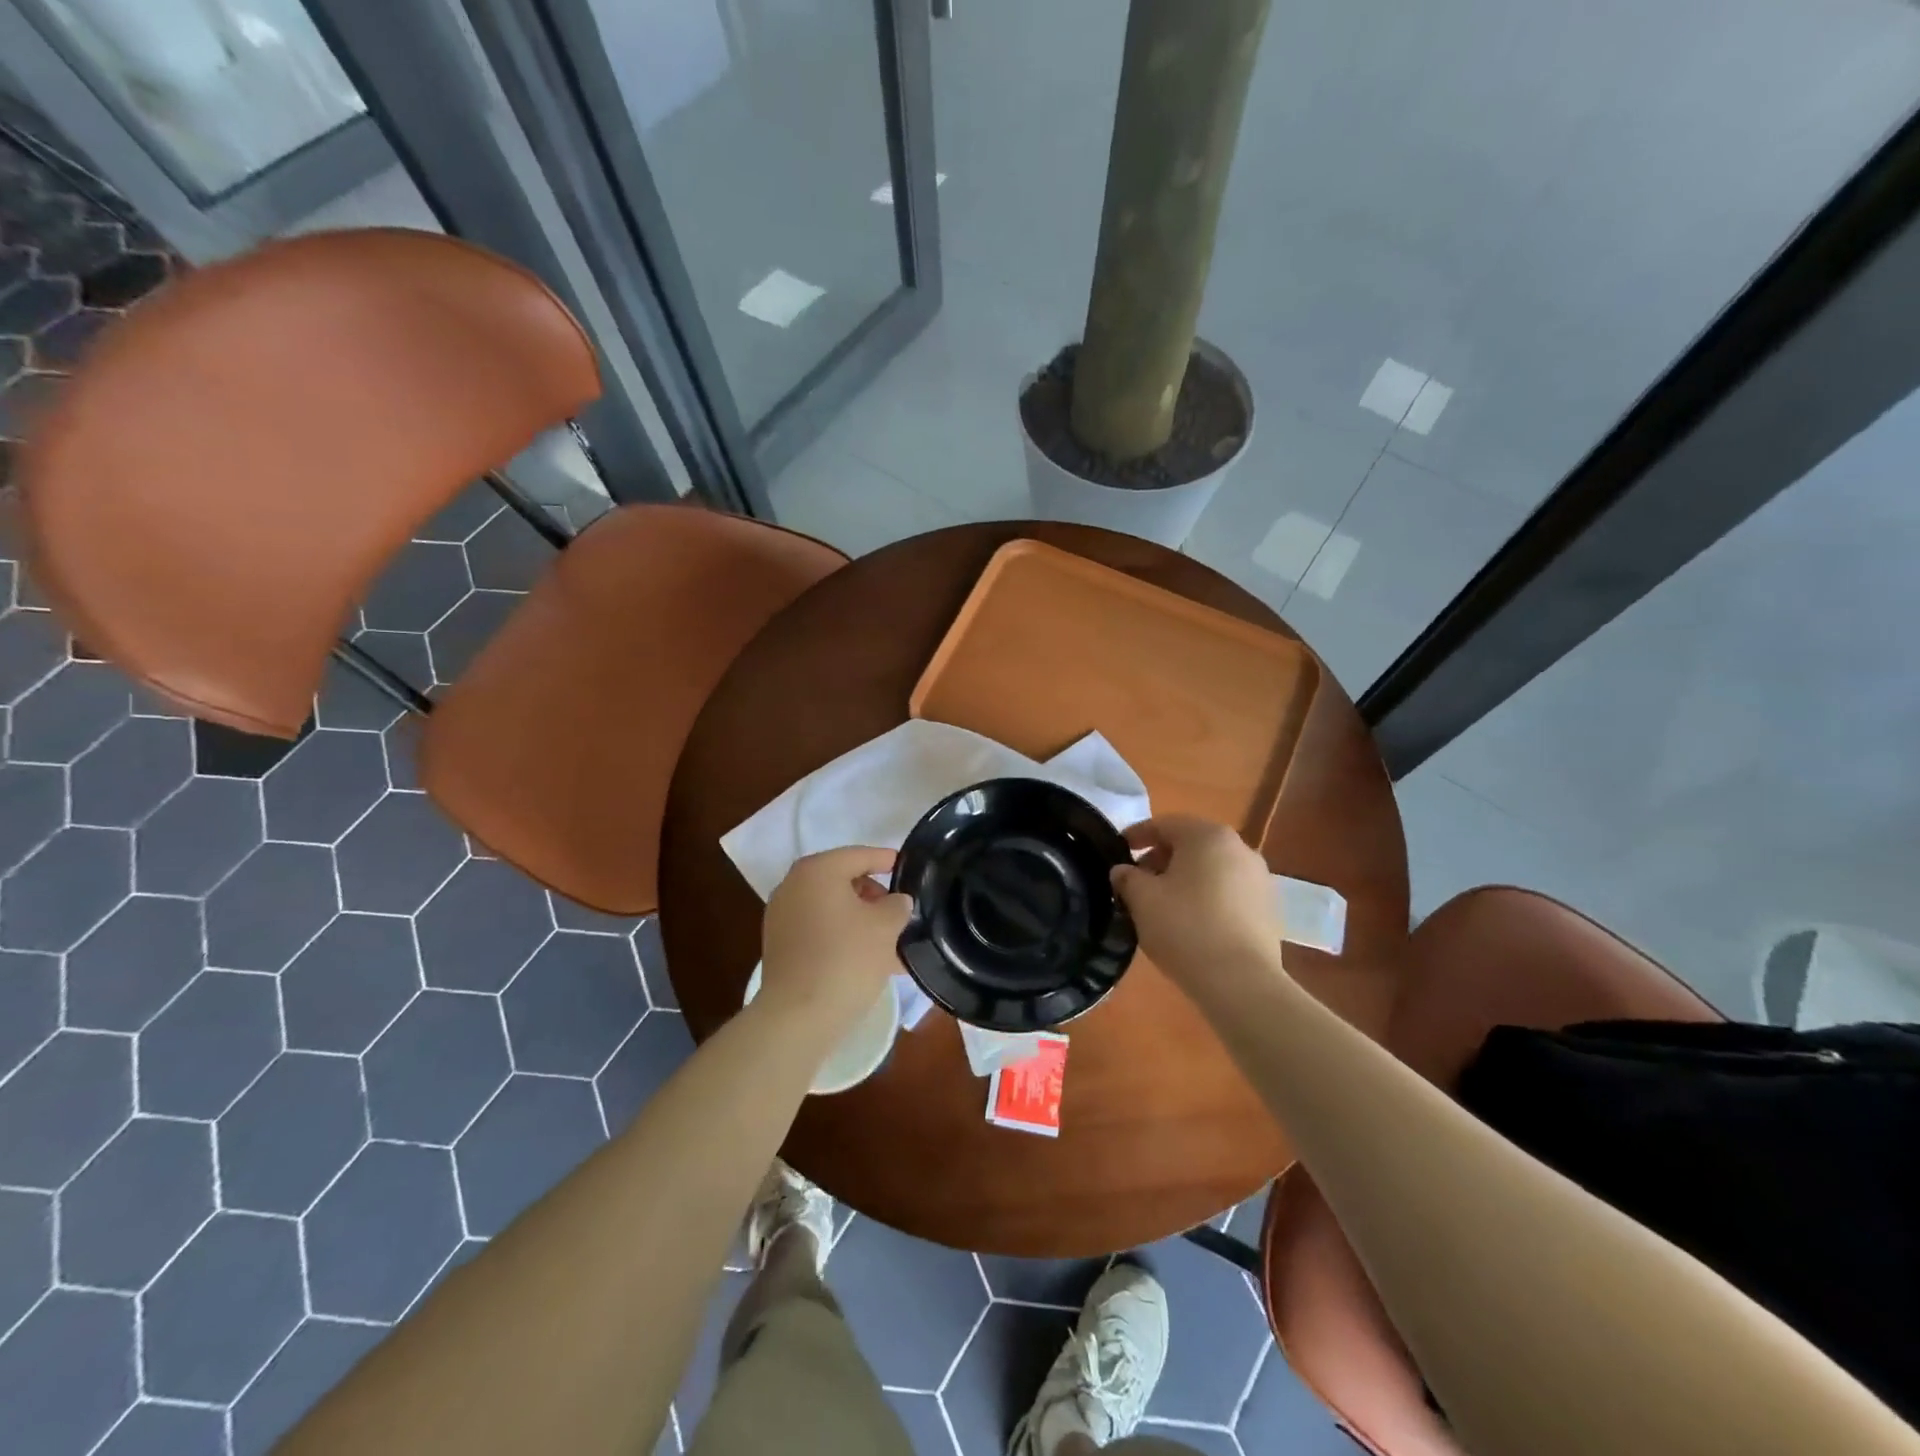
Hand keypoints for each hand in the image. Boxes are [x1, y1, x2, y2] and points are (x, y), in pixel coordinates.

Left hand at [760, 847, 911, 1041]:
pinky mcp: (779, 946)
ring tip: (888, 939)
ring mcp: (781, 917)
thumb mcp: (885, 927)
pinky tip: (866, 957)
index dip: (884, 859)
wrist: (798, 1017)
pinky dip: (841, 935)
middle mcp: (793, 886)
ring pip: (830, 907)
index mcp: (817, 870)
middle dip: (872, 893)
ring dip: (858, 917)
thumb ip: (896, 905)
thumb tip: (896, 901)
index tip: (905, 866)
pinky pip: (818, 929)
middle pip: (841, 879)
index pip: (858, 855)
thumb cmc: (847, 959)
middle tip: (897, 910)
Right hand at [1111, 815, 1280, 989]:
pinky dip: (1206, 897)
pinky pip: (1228, 892)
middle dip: (1161, 858)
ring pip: (1211, 868)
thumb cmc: (1185, 928)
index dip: (1136, 835)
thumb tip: (1123, 871)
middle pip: (1191, 844)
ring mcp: (1260, 879)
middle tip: (1137, 881)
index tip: (1117, 851)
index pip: (1164, 824)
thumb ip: (1127, 878)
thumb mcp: (1142, 899)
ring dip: (1184, 878)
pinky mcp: (1269, 909)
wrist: (1241, 982)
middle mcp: (1239, 848)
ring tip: (1162, 905)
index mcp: (1208, 836)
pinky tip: (1191, 922)